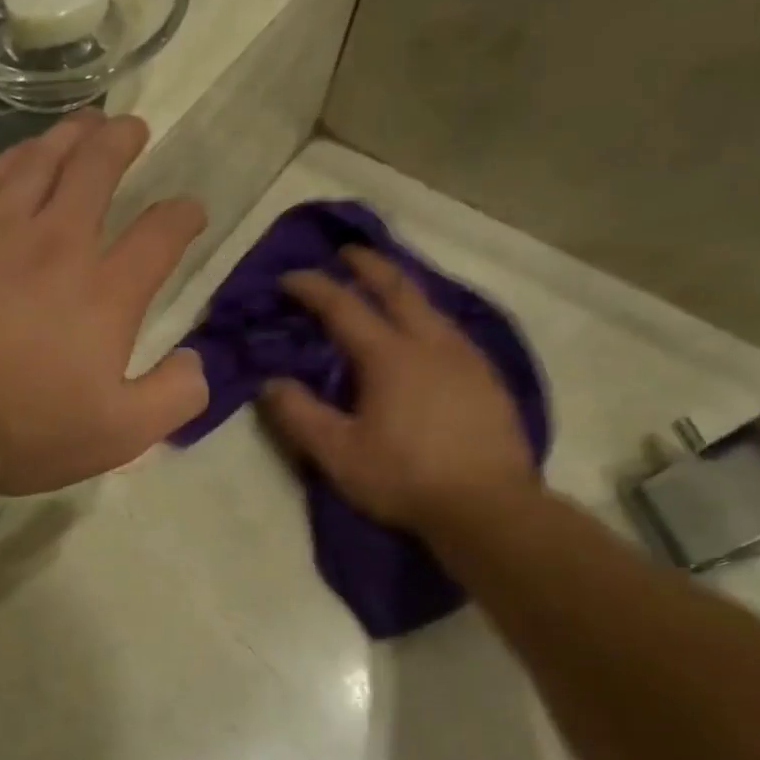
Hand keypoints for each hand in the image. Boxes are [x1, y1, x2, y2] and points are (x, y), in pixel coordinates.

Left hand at [0, 111, 207, 494]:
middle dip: (121, 144)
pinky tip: (17, 154)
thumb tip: (197, 361)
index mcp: (106, 291)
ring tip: (84, 123)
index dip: (182, 217)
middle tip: (132, 128)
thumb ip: (173, 396)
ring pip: (40, 161)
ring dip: (69, 136)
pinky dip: (11, 157)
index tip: (190, 210)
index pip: (159, 235)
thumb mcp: (119, 434)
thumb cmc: (23, 427)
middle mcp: (57, 243)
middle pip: (96, 171)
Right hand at [260, 247, 535, 529]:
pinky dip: (426, 317)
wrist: (488, 507)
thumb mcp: (337, 453)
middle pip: (397, 288)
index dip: (313, 288)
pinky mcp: (487, 378)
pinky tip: (425, 335)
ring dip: (402, 288)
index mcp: (389, 356)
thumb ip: (299, 414)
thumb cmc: (404, 478)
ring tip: (385, 287)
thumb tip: (270, 383)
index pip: (343, 307)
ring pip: (431, 306)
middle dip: (368, 265)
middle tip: (348, 252)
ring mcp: (466, 357)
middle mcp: (431, 343)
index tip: (289, 278)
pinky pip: (451, 330)